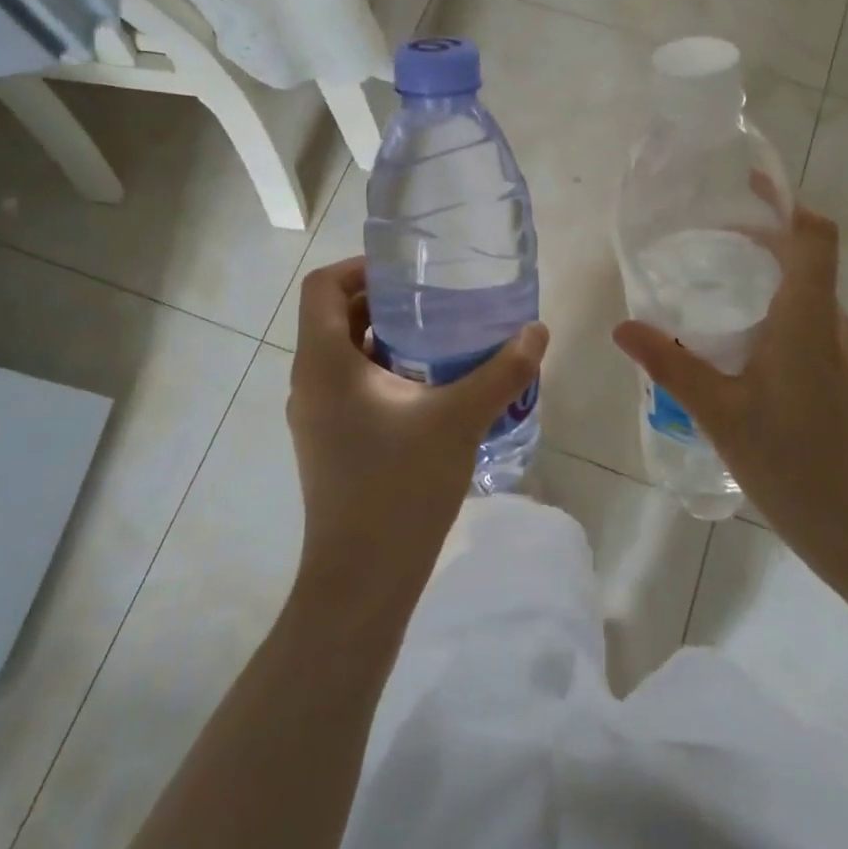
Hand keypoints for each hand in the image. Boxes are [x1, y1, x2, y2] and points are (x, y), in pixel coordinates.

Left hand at [287, 257, 548, 608]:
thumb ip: (502, 371)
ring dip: (387, 338)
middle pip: (335, 317)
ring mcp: (317, 416)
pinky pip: (352, 386)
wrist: (362, 582)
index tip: (407, 270)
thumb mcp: (459, 420)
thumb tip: (537, 330)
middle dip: (384, 301)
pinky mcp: (330, 443)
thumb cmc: (399, 487)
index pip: (322, 287)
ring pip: (345, 354)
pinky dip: (385, 372)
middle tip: (437, 297)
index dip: (359, 266)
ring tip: (442, 336)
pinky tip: (433, 387)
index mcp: (324, 363)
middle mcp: (310, 382)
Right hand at [612, 206, 847, 589]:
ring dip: (764, 276)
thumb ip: (672, 365)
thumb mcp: (721, 414)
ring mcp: (840, 353)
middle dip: (760, 237)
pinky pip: (804, 324)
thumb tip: (623, 326)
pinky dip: (771, 311)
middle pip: (805, 258)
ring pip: (804, 294)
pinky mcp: (839, 379)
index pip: (814, 236)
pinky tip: (733, 344)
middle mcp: (830, 324)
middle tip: (704, 237)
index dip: (786, 202)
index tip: (746, 185)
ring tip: (710, 284)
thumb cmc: (797, 466)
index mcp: (807, 318)